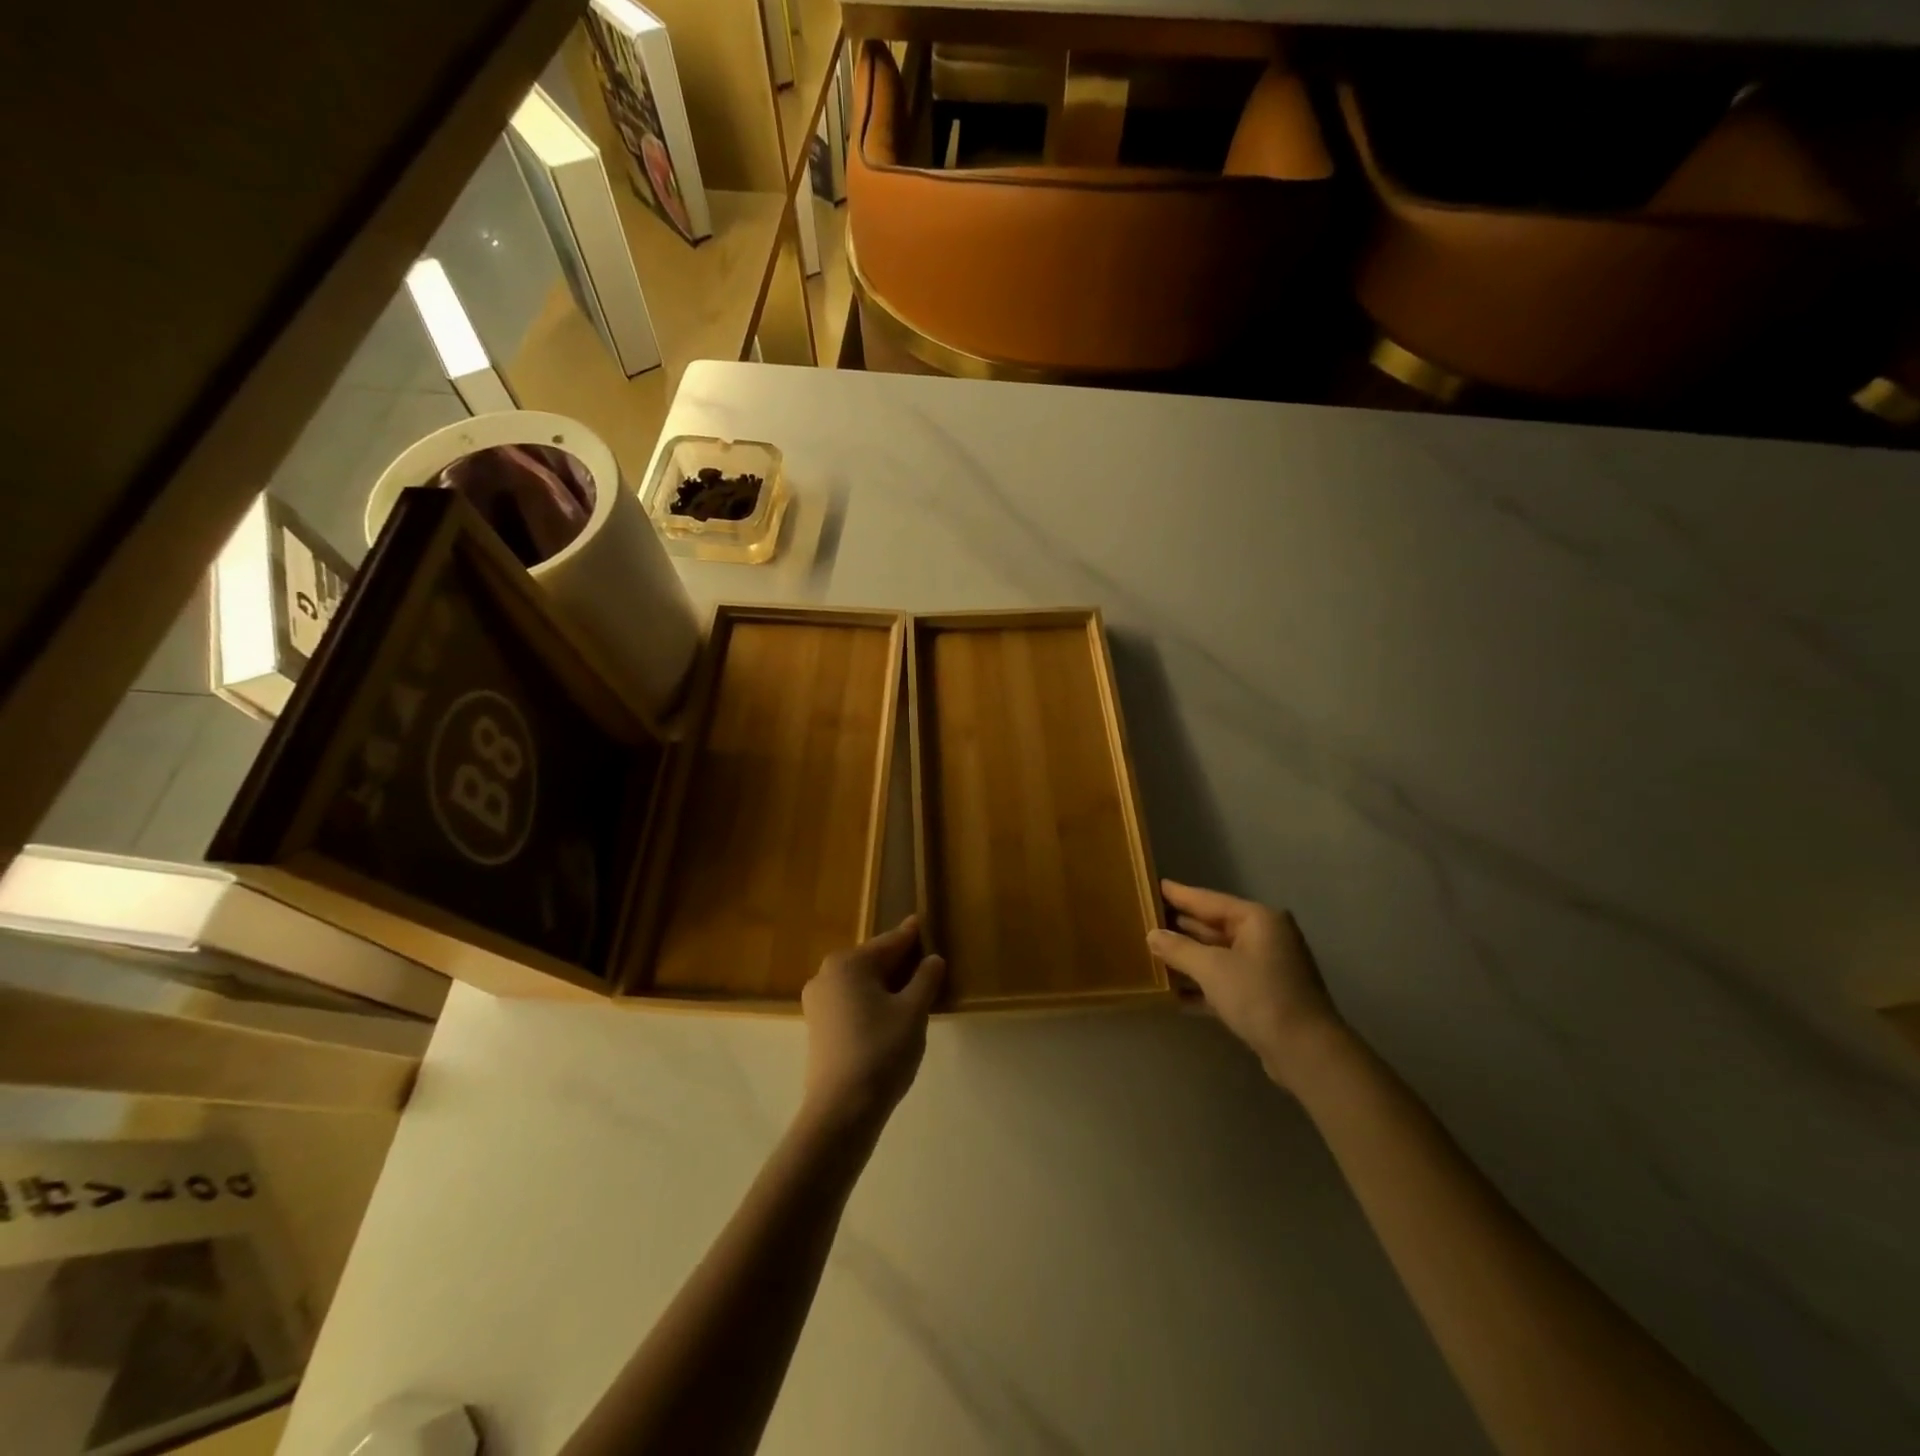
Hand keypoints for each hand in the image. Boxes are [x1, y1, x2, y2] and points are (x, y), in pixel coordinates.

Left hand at [800, 916, 944, 1128]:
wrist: (841, 1110)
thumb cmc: (881, 1051)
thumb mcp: (913, 1011)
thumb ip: (925, 979)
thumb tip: (933, 959)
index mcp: (848, 962)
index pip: (890, 943)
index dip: (912, 936)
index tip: (923, 922)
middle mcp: (827, 974)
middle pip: (873, 961)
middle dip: (900, 962)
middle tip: (927, 962)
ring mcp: (817, 1002)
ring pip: (861, 983)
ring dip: (886, 984)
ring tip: (915, 989)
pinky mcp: (817, 1027)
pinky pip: (851, 1002)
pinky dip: (871, 1002)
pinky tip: (891, 1014)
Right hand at [1149, 881, 1343, 1089]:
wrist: (1306, 1053)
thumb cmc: (1259, 996)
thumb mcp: (1212, 969)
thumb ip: (1179, 949)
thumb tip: (1152, 934)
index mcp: (1258, 919)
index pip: (1209, 900)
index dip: (1179, 894)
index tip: (1153, 884)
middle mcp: (1265, 937)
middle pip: (1214, 926)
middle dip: (1181, 927)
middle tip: (1147, 918)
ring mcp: (1266, 967)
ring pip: (1218, 955)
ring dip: (1188, 957)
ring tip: (1152, 952)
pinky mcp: (1264, 996)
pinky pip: (1225, 980)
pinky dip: (1202, 984)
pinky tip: (1174, 992)